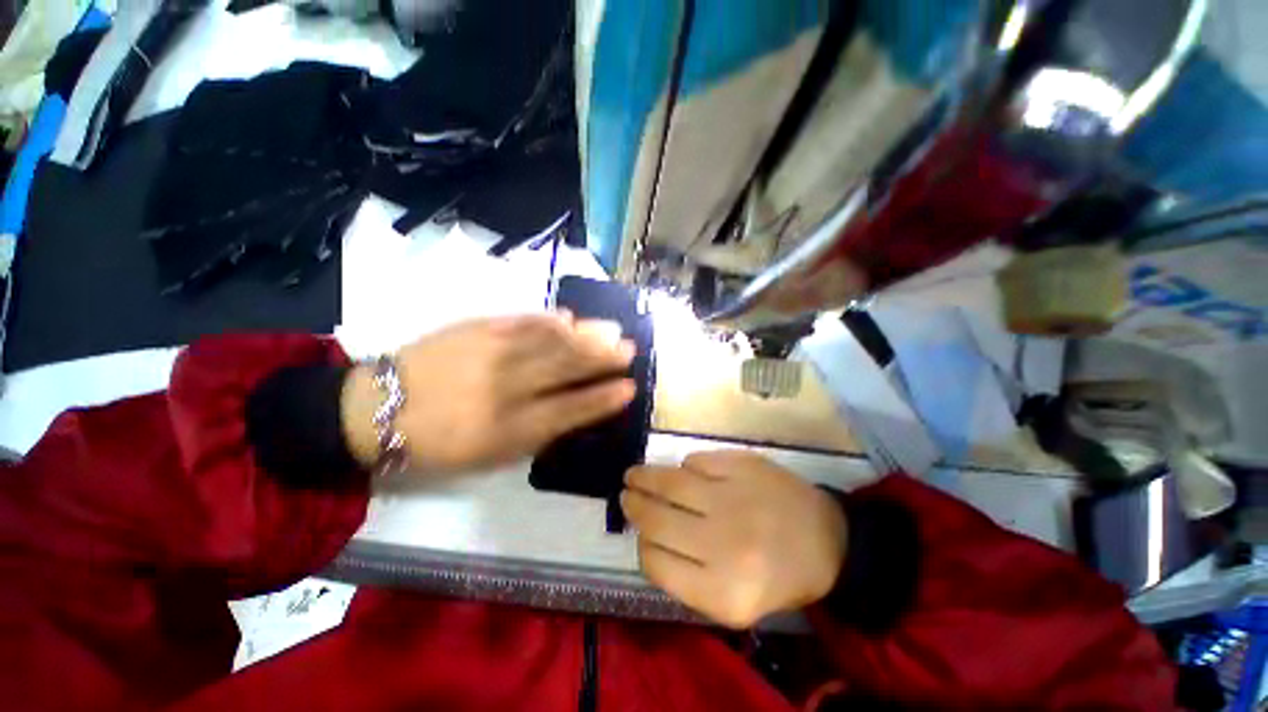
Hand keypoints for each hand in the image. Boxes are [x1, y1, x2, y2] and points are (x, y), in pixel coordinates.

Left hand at [342, 314, 635, 473]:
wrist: (378, 408)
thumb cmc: (440, 442)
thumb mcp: (491, 455)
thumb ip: (536, 432)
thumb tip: (574, 407)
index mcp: (509, 427)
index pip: (570, 409)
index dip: (602, 399)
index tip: (629, 387)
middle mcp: (506, 386)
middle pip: (565, 368)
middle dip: (603, 358)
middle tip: (629, 349)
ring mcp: (491, 352)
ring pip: (550, 340)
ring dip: (585, 334)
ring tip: (612, 329)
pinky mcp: (475, 329)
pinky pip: (520, 321)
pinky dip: (548, 319)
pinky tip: (568, 317)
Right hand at [622, 451, 847, 628]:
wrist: (830, 540)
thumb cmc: (779, 576)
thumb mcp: (734, 604)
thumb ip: (687, 579)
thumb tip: (649, 540)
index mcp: (723, 593)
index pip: (656, 563)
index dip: (642, 546)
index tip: (641, 536)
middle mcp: (725, 546)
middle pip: (656, 521)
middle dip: (633, 506)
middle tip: (625, 494)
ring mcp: (734, 499)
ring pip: (670, 483)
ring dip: (644, 477)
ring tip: (633, 475)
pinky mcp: (742, 466)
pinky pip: (696, 461)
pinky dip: (685, 466)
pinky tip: (685, 471)